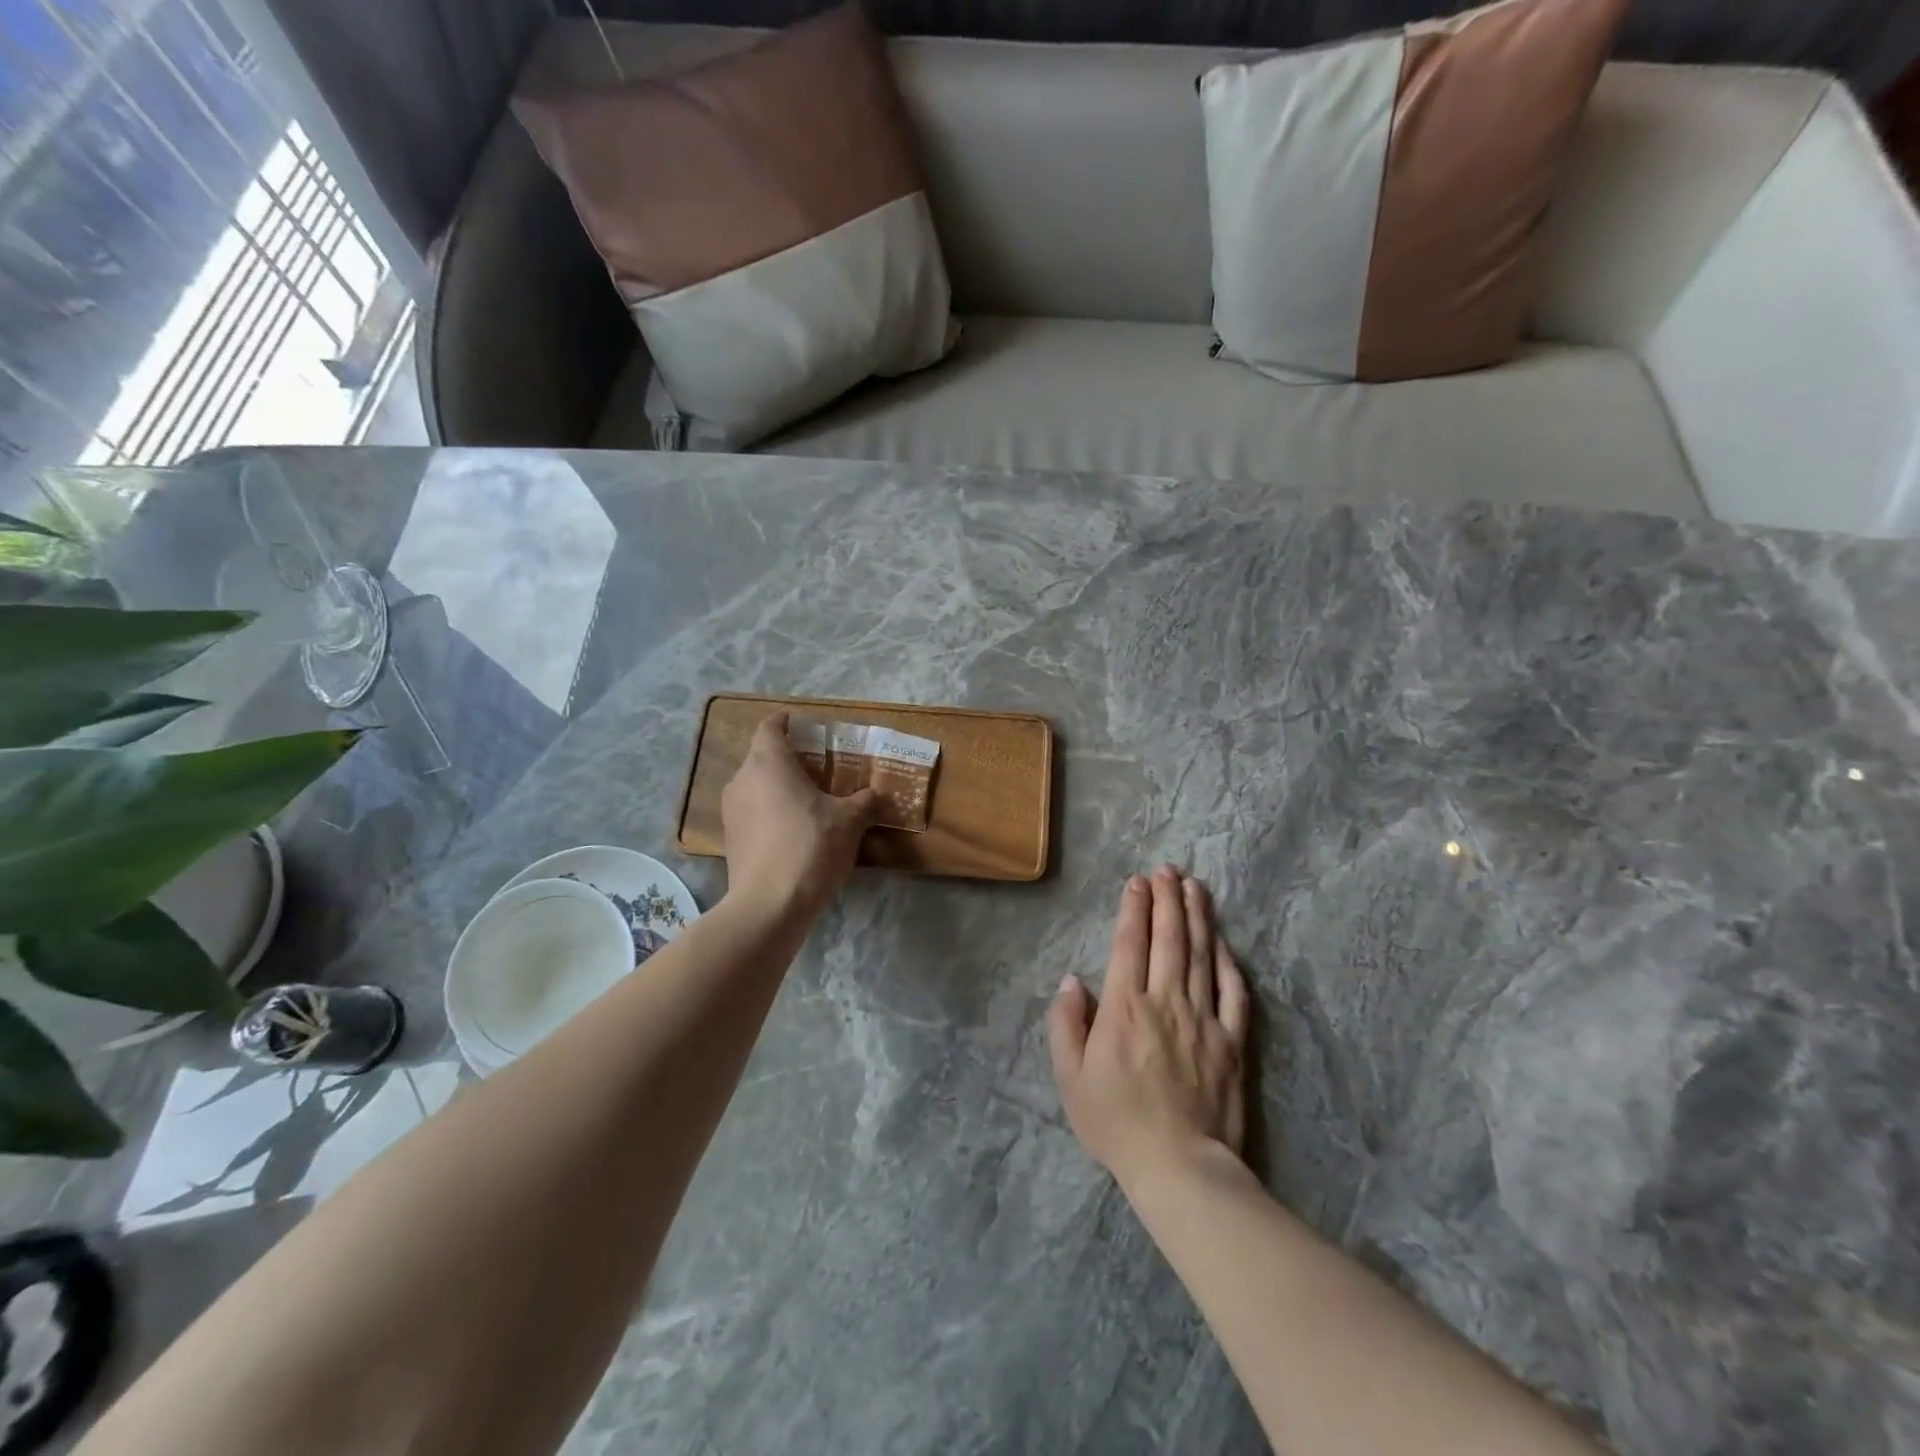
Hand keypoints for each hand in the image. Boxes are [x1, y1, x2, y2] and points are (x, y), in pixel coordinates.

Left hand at [721, 712, 878, 919]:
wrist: (769, 905)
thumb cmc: (810, 847)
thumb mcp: (850, 821)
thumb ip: (866, 801)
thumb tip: (880, 793)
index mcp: (768, 763)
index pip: (770, 727)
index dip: (785, 723)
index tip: (802, 726)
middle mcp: (743, 780)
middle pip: (762, 756)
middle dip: (788, 758)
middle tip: (818, 767)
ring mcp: (732, 811)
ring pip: (755, 786)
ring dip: (777, 787)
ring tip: (807, 800)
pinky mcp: (730, 839)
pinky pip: (752, 812)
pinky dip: (769, 812)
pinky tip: (793, 830)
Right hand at [1048, 867, 1250, 1192]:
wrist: (1180, 1167)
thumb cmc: (1116, 1122)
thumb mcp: (1070, 1077)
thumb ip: (1065, 1023)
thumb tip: (1071, 980)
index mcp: (1124, 1006)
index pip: (1128, 943)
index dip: (1133, 908)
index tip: (1137, 881)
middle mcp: (1165, 1000)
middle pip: (1168, 938)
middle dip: (1167, 898)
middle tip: (1168, 869)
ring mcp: (1203, 1018)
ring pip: (1200, 954)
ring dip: (1197, 916)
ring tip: (1195, 886)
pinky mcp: (1232, 1041)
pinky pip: (1232, 992)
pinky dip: (1227, 962)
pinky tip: (1223, 942)